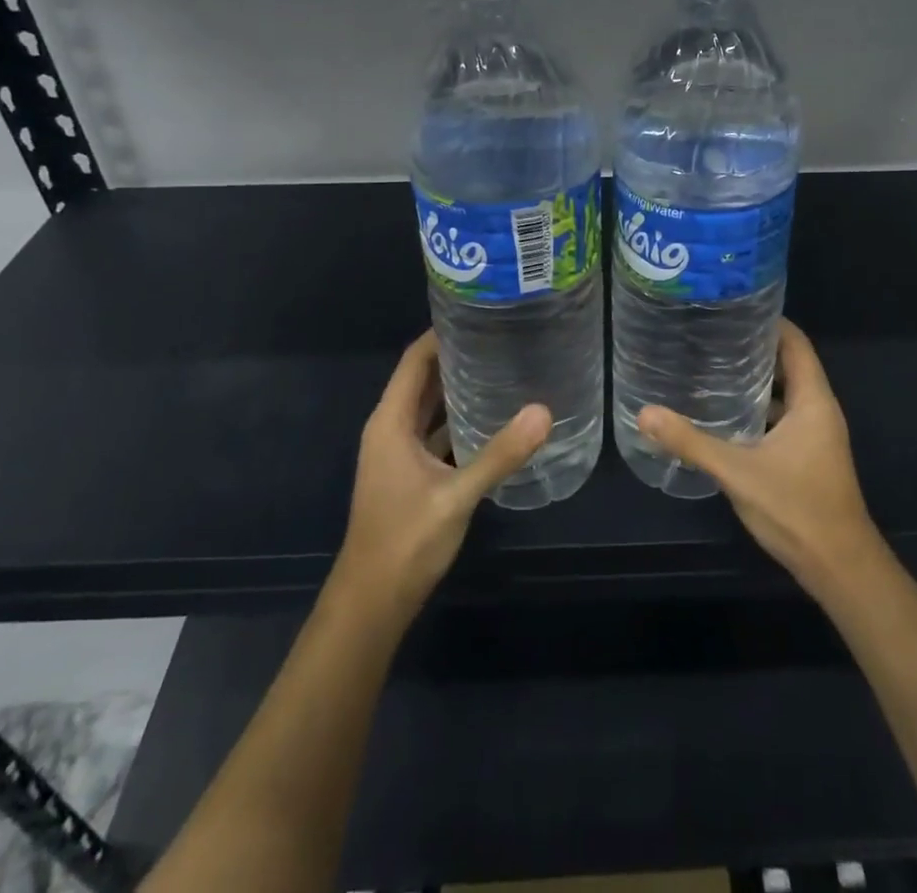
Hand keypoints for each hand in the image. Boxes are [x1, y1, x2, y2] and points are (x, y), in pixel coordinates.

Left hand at [335, 332, 550, 618]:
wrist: (372, 603)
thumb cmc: (405, 541)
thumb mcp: (456, 495)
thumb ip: (499, 454)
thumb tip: (544, 411)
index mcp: (390, 422)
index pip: (414, 361)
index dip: (441, 334)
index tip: (479, 313)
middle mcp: (391, 429)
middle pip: (423, 380)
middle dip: (457, 357)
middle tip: (503, 337)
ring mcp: (399, 454)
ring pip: (430, 408)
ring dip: (458, 389)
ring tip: (503, 368)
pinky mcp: (411, 475)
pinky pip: (436, 434)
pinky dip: (459, 421)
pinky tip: (493, 420)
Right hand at [639, 319, 881, 597]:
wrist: (840, 568)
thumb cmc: (797, 509)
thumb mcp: (737, 471)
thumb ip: (691, 441)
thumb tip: (644, 413)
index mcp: (813, 401)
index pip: (796, 343)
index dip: (769, 321)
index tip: (733, 306)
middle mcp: (819, 411)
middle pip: (789, 364)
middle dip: (753, 348)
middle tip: (710, 335)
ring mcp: (816, 436)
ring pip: (785, 394)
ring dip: (755, 381)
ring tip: (711, 367)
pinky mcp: (808, 457)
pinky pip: (782, 418)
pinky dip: (758, 410)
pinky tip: (725, 415)